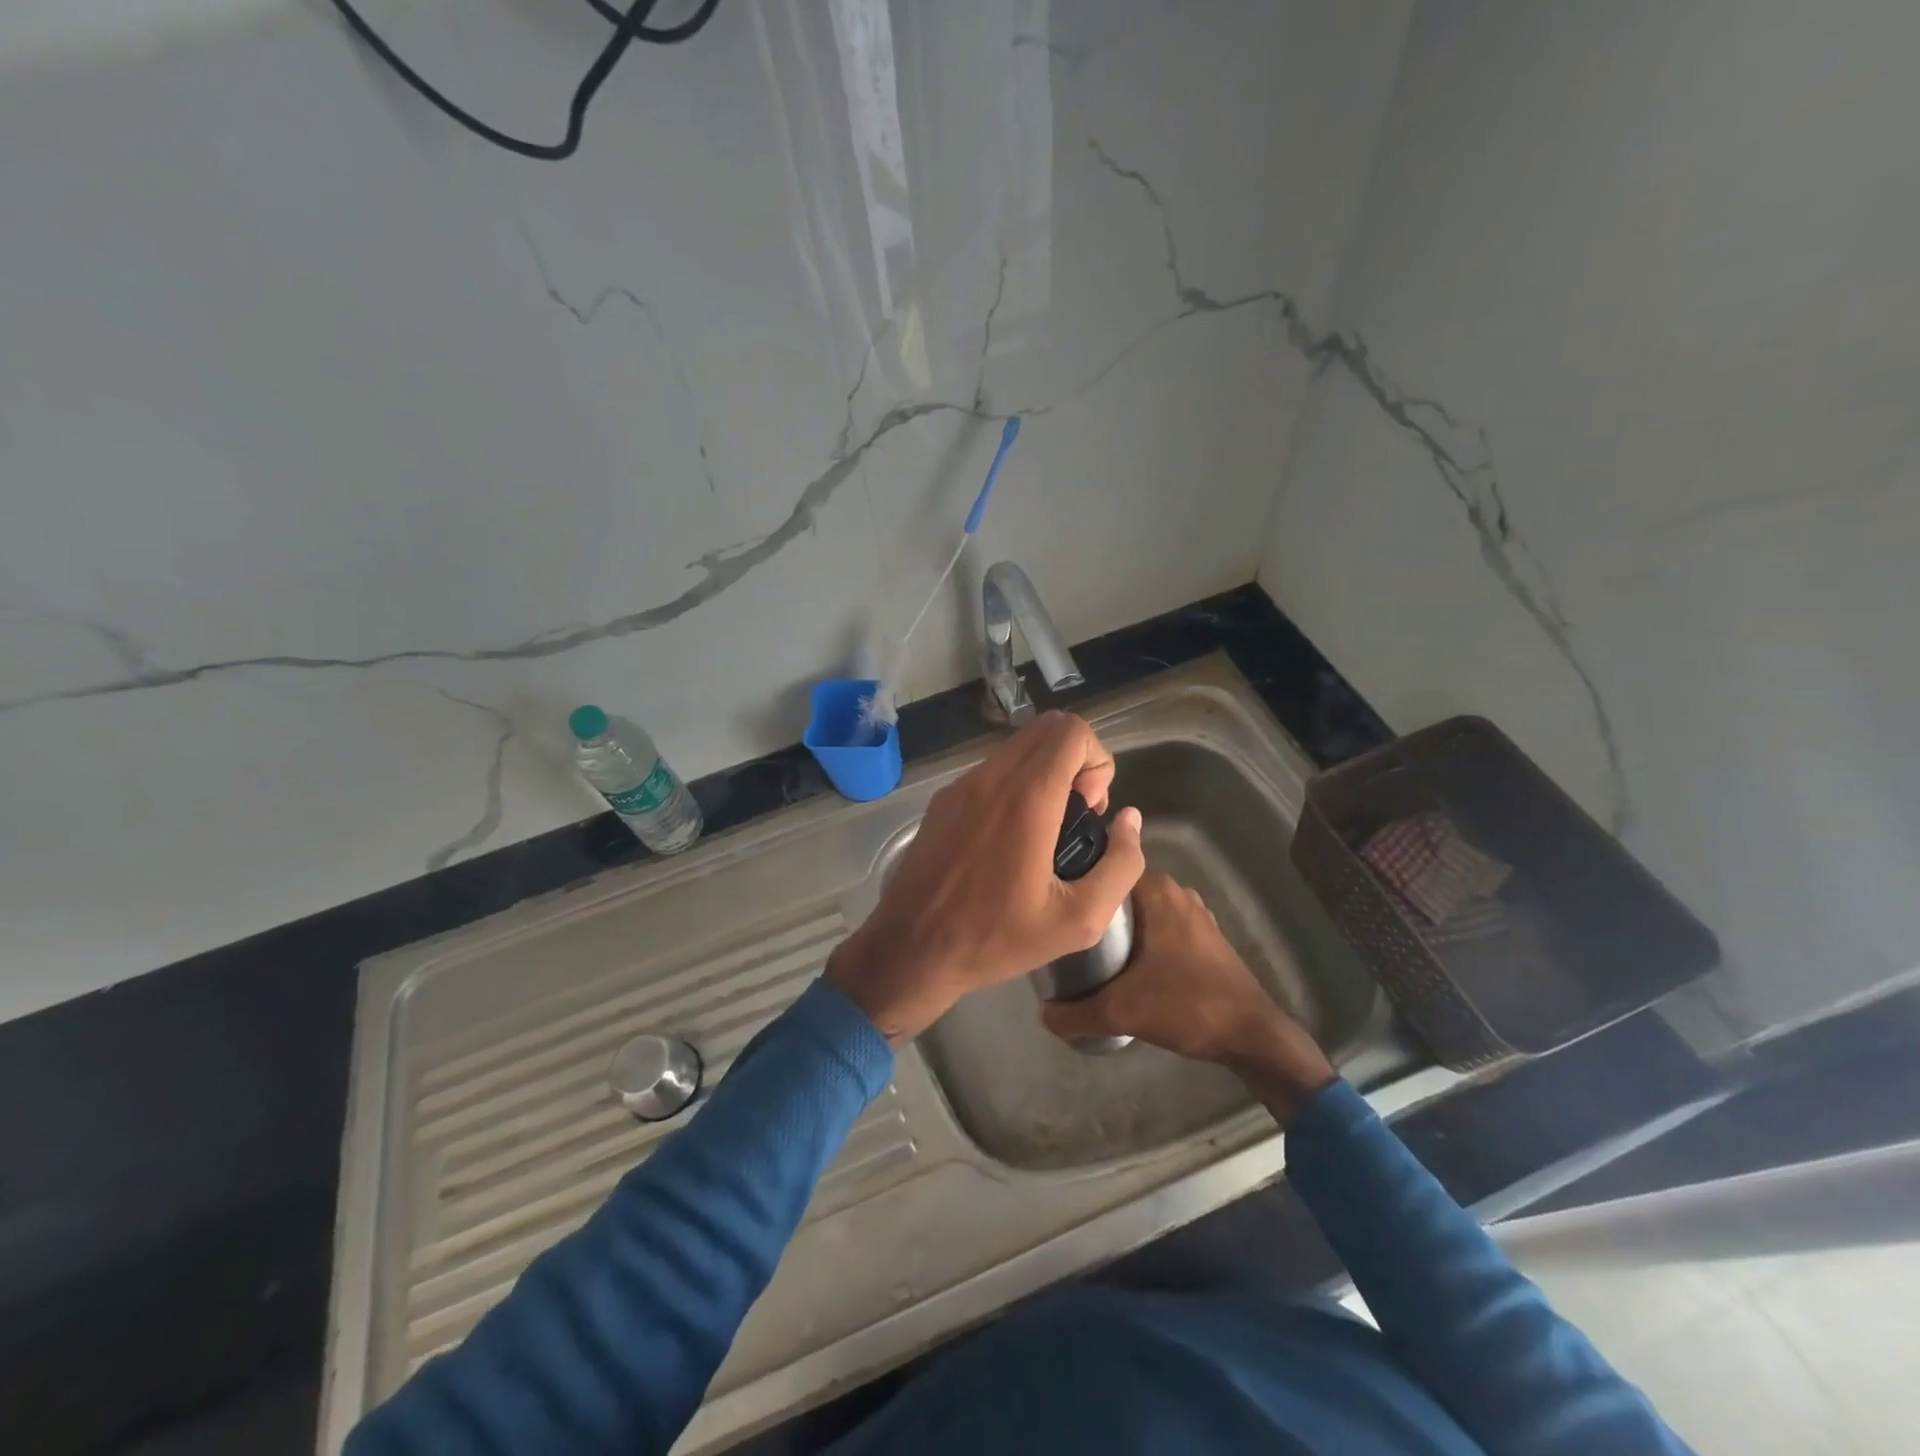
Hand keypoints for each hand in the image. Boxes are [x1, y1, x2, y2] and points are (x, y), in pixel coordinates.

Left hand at [825, 712, 1145, 1041]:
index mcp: (1026, 797)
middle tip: (1075, 817)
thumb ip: (1120, 864)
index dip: (1097, 761)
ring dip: (1045, 773)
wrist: (910, 949)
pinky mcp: (942, 800)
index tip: (1090, 810)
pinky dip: (1015, 785)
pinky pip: (991, 771)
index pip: (1072, 731)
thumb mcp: (1078, 920)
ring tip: (1046, 832)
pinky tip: (1011, 840)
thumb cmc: (995, 938)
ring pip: (1018, 748)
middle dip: (1076, 761)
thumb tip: (1130, 820)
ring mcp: (960, 785)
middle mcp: (990, 777)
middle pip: (1047, 728)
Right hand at [1039, 874, 1336, 1125]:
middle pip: (1119, 893)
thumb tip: (1041, 1014)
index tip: (1053, 909)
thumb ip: (1073, 1012)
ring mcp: (1195, 913)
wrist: (1251, 1034)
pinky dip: (1143, 940)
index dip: (1076, 888)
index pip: (1102, 871)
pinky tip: (1126, 966)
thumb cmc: (1185, 1005)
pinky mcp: (1206, 936)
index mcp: (1155, 890)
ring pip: (1141, 912)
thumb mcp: (1119, 1012)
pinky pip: (1161, 927)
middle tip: (1064, 936)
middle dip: (1093, 911)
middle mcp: (1175, 891)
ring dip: (1119, 928)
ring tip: (1087, 952)